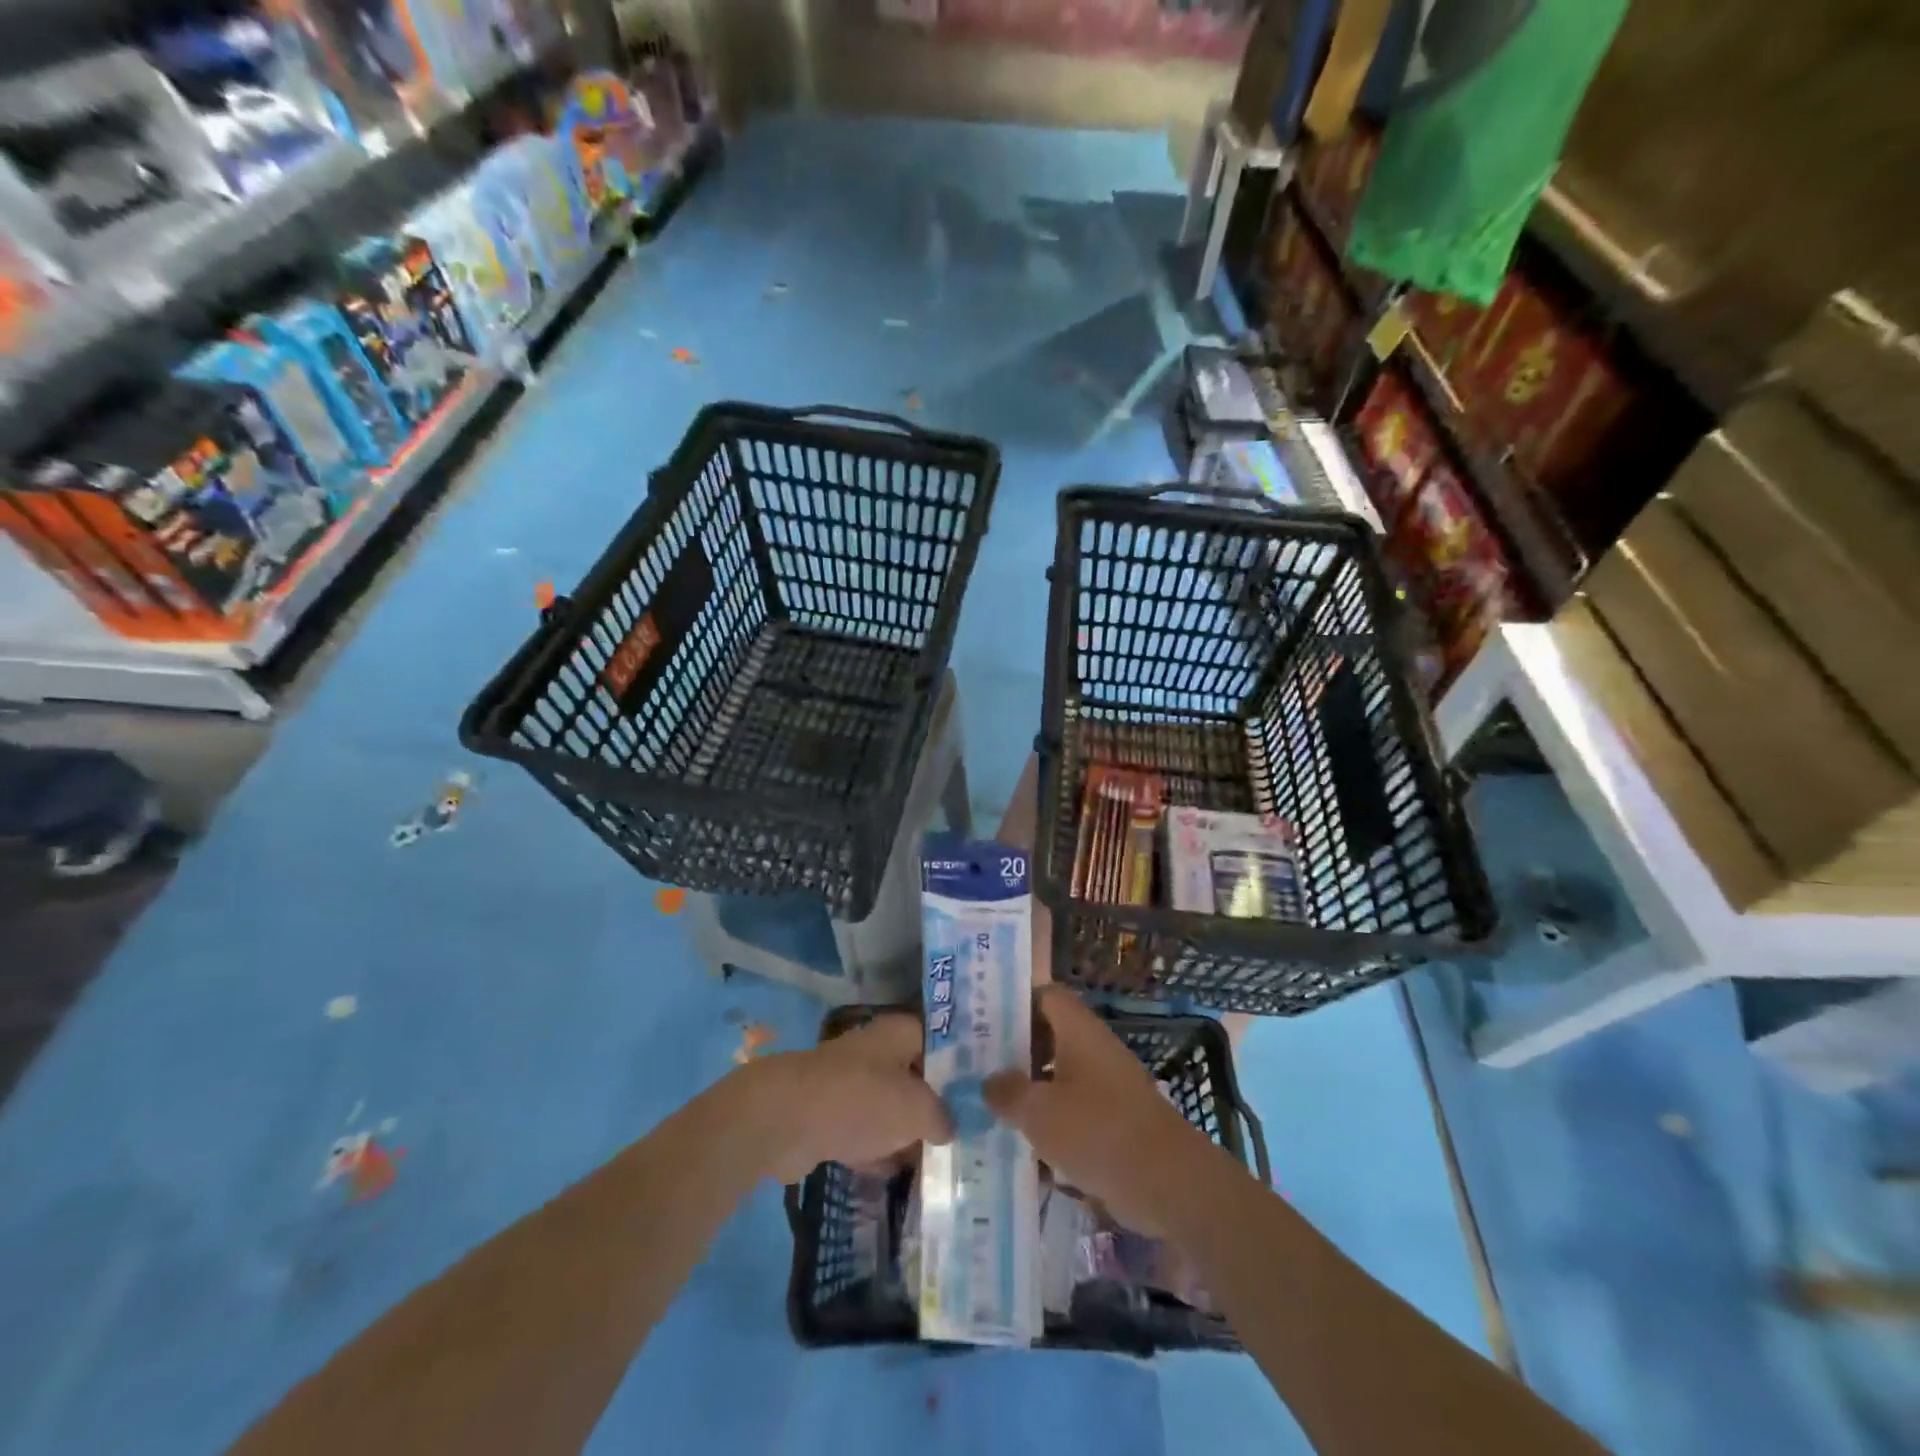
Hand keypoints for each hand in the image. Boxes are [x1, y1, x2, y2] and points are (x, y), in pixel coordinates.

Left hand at [742, 1011, 952, 1183]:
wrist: (785, 1119)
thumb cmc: (860, 1100)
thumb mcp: (917, 1109)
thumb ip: (942, 1116)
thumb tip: (949, 1126)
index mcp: (900, 1033)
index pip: (942, 1041)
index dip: (963, 1066)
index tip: (985, 1095)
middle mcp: (876, 1051)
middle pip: (916, 1077)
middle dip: (937, 1105)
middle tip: (969, 1134)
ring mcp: (850, 1083)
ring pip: (890, 1107)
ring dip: (908, 1132)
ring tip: (942, 1162)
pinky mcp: (829, 1116)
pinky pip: (865, 1133)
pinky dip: (879, 1151)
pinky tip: (900, 1176)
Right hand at [984, 987, 1209, 1232]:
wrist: (1166, 1182)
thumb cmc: (1096, 1129)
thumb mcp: (1038, 1111)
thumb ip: (1008, 1092)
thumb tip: (989, 1081)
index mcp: (1079, 1030)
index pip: (1047, 996)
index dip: (1017, 1002)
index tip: (985, 1020)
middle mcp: (1095, 1049)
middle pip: (1051, 1036)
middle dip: (1017, 1051)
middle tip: (979, 1066)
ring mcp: (1109, 1085)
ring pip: (1062, 1076)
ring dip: (1033, 1090)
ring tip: (993, 1107)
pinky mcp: (1117, 1121)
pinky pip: (1076, 1111)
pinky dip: (1053, 1123)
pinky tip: (1025, 1147)